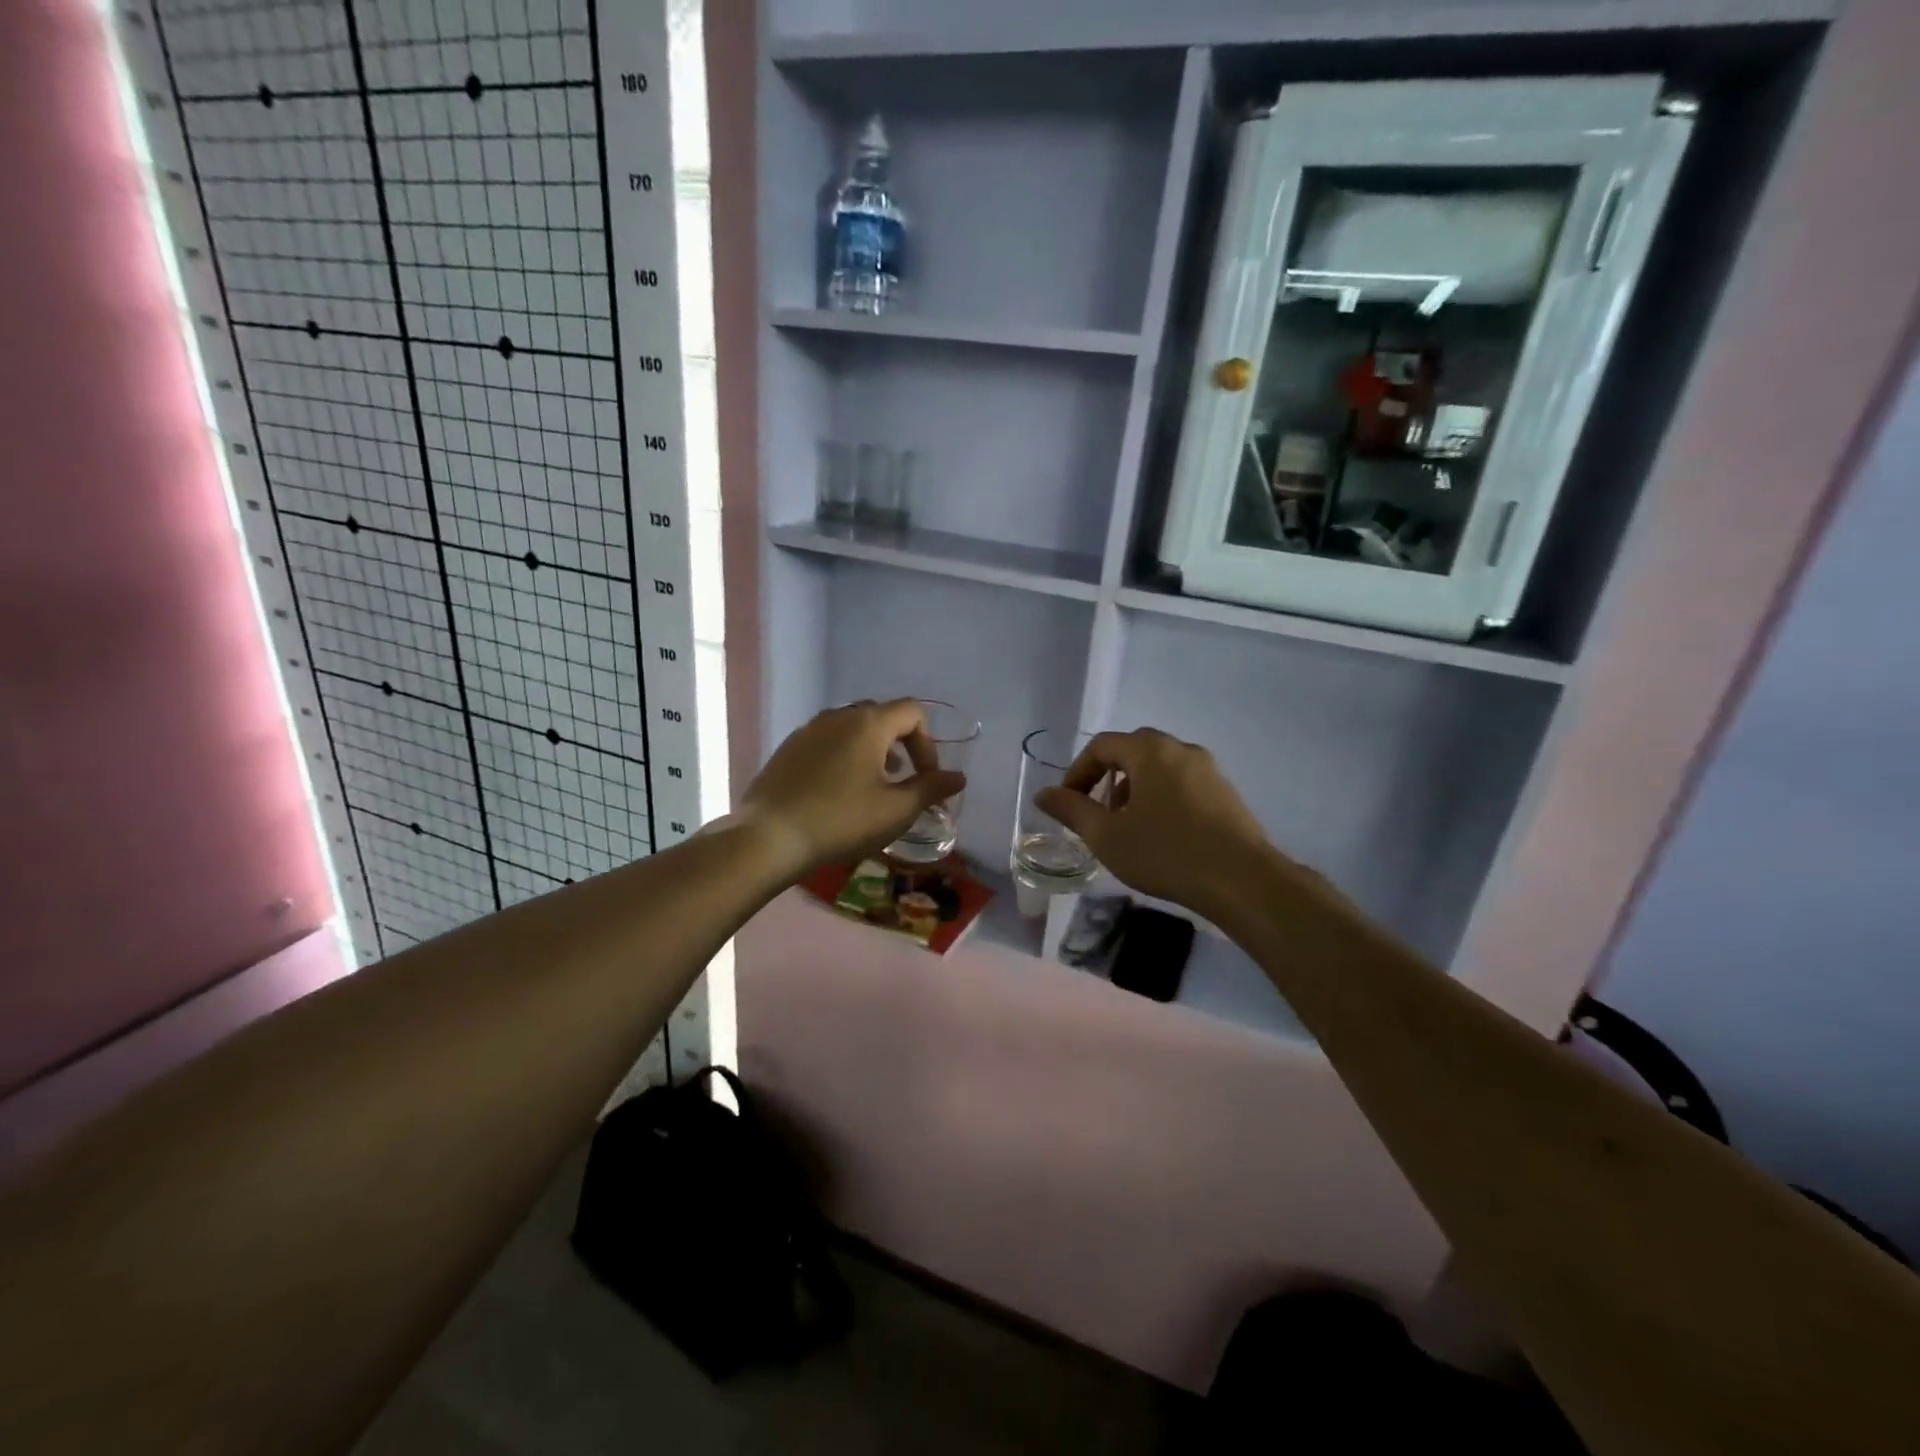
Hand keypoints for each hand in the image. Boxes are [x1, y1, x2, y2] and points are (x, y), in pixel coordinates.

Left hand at [741, 700, 966, 879]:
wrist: (769, 837)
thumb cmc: (841, 821)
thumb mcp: (896, 810)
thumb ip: (931, 789)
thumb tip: (958, 777)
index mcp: (869, 723)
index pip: (912, 712)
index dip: (928, 744)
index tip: (925, 779)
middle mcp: (838, 716)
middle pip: (881, 716)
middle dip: (900, 744)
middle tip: (901, 780)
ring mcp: (808, 730)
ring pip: (851, 728)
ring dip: (871, 751)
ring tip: (871, 787)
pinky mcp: (788, 749)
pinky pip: (827, 741)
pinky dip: (843, 756)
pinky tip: (836, 792)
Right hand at [1034, 728, 1343, 927]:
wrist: (1243, 880)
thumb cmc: (1166, 853)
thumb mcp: (1107, 836)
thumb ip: (1071, 810)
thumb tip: (1043, 793)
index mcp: (1150, 751)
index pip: (1102, 746)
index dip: (1077, 772)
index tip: (1067, 803)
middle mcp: (1180, 749)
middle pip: (1133, 750)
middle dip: (1107, 777)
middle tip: (1097, 812)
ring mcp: (1209, 769)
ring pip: (1159, 767)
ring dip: (1135, 788)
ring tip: (1128, 826)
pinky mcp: (1226, 792)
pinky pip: (1182, 782)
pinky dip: (1161, 797)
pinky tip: (1162, 834)